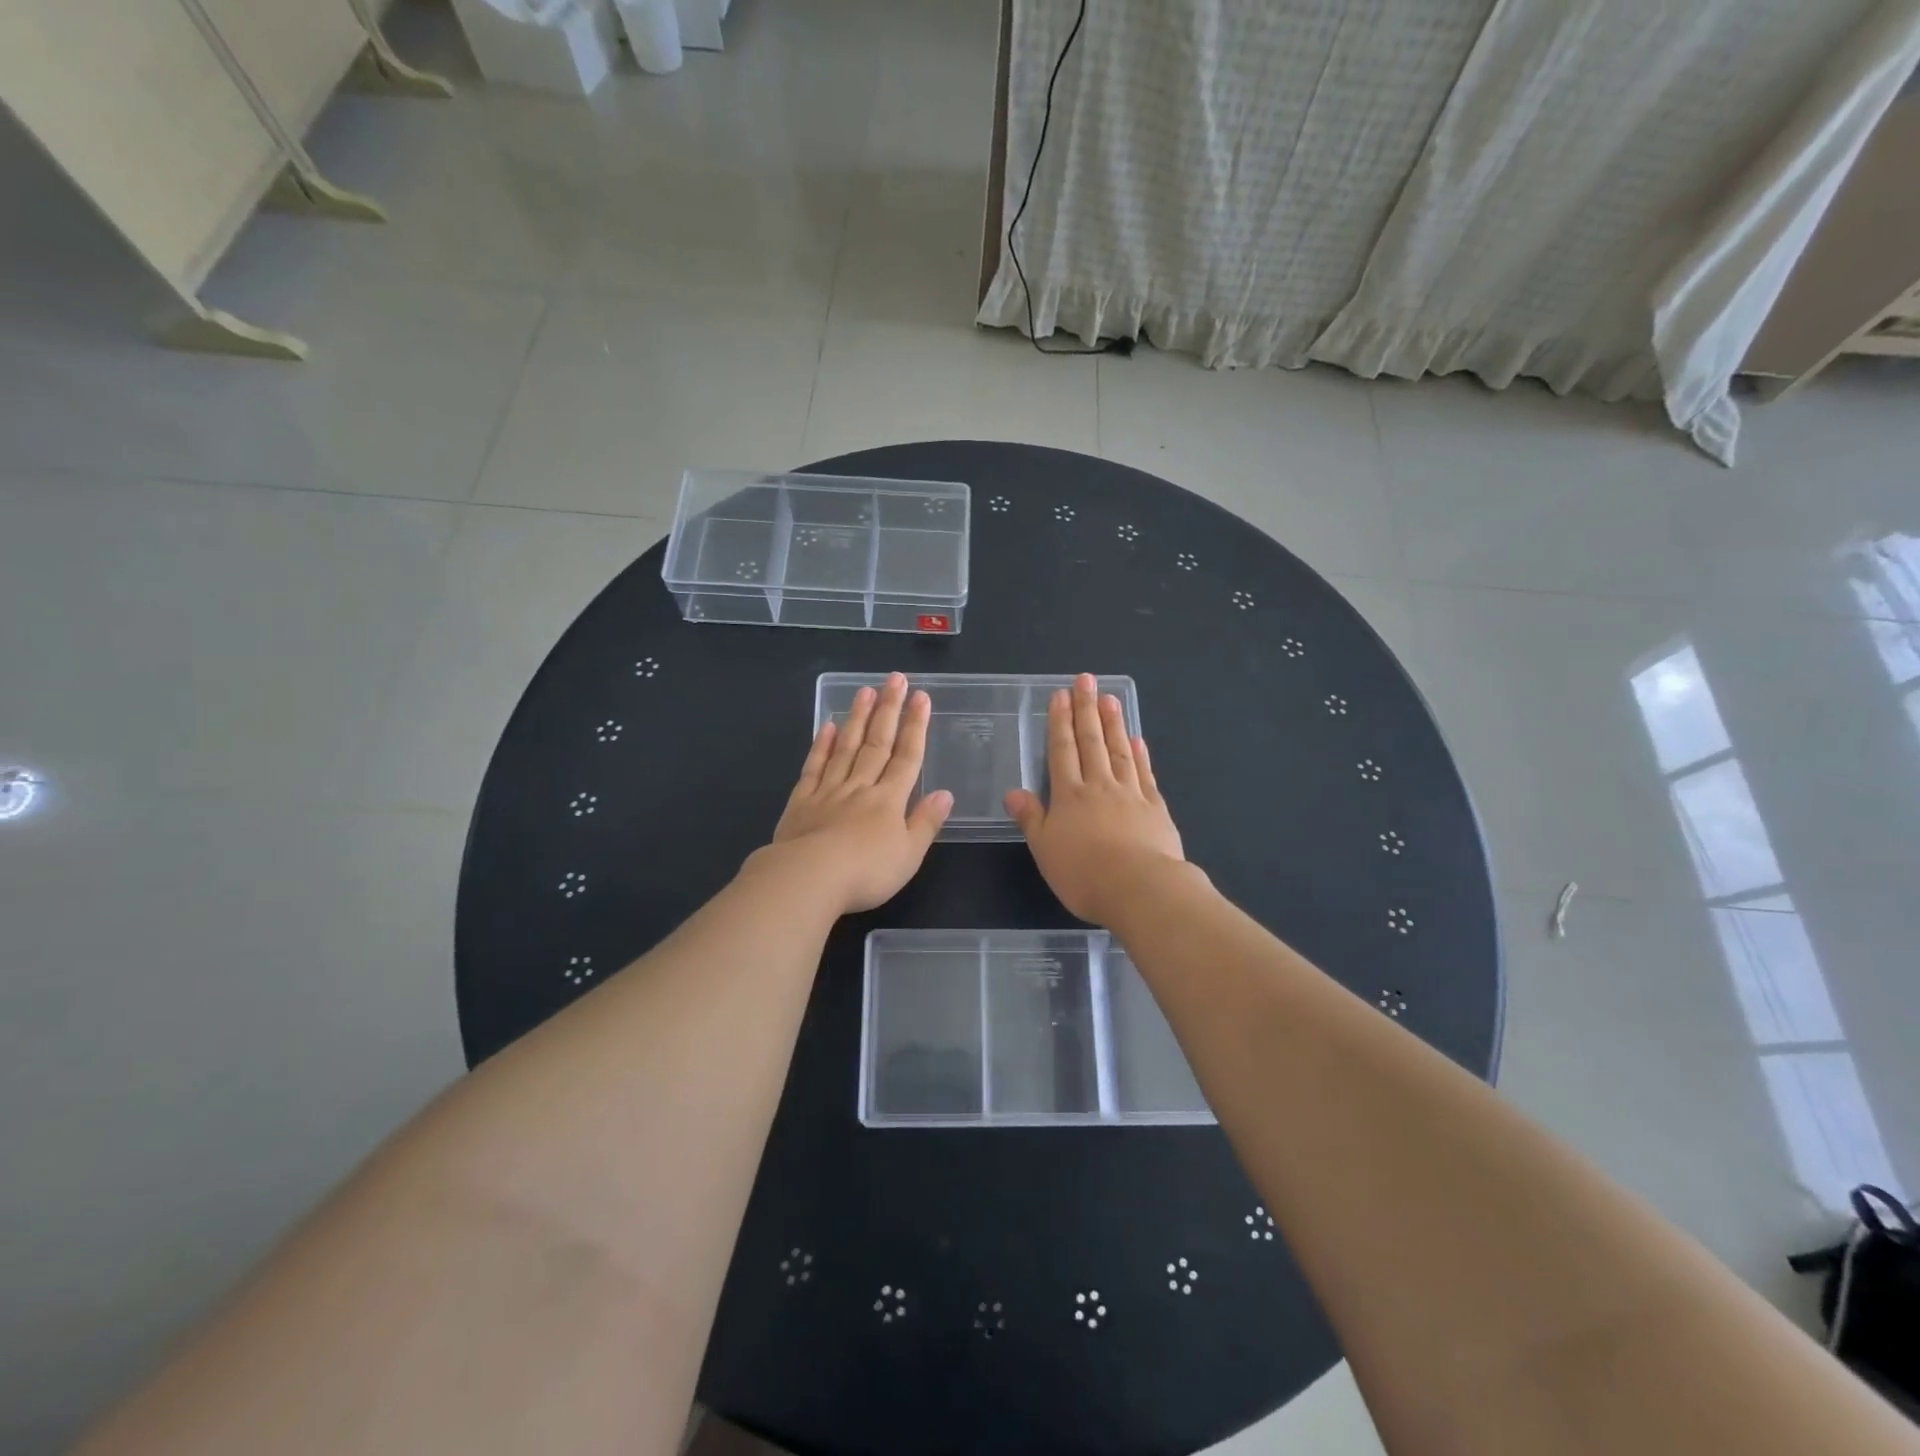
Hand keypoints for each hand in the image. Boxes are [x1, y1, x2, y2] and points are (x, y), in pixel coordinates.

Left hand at [767, 672, 952, 914]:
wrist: (808, 878)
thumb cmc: (866, 872)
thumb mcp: (909, 855)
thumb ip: (926, 822)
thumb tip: (944, 793)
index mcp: (889, 800)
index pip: (907, 756)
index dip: (915, 726)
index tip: (921, 697)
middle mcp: (860, 787)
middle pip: (877, 743)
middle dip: (888, 710)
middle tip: (895, 678)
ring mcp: (828, 791)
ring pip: (846, 747)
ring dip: (857, 718)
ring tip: (865, 690)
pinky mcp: (801, 801)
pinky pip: (814, 766)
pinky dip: (821, 745)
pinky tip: (827, 726)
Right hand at [1004, 673, 1186, 925]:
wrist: (1140, 889)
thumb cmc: (1084, 873)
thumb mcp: (1045, 849)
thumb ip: (1031, 818)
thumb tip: (1013, 791)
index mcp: (1069, 796)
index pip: (1062, 750)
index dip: (1059, 722)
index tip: (1060, 695)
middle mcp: (1099, 786)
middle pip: (1091, 741)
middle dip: (1086, 709)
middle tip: (1086, 680)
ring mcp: (1130, 794)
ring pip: (1119, 751)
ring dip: (1113, 723)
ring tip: (1110, 698)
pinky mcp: (1155, 808)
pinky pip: (1145, 774)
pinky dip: (1140, 755)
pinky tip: (1137, 740)